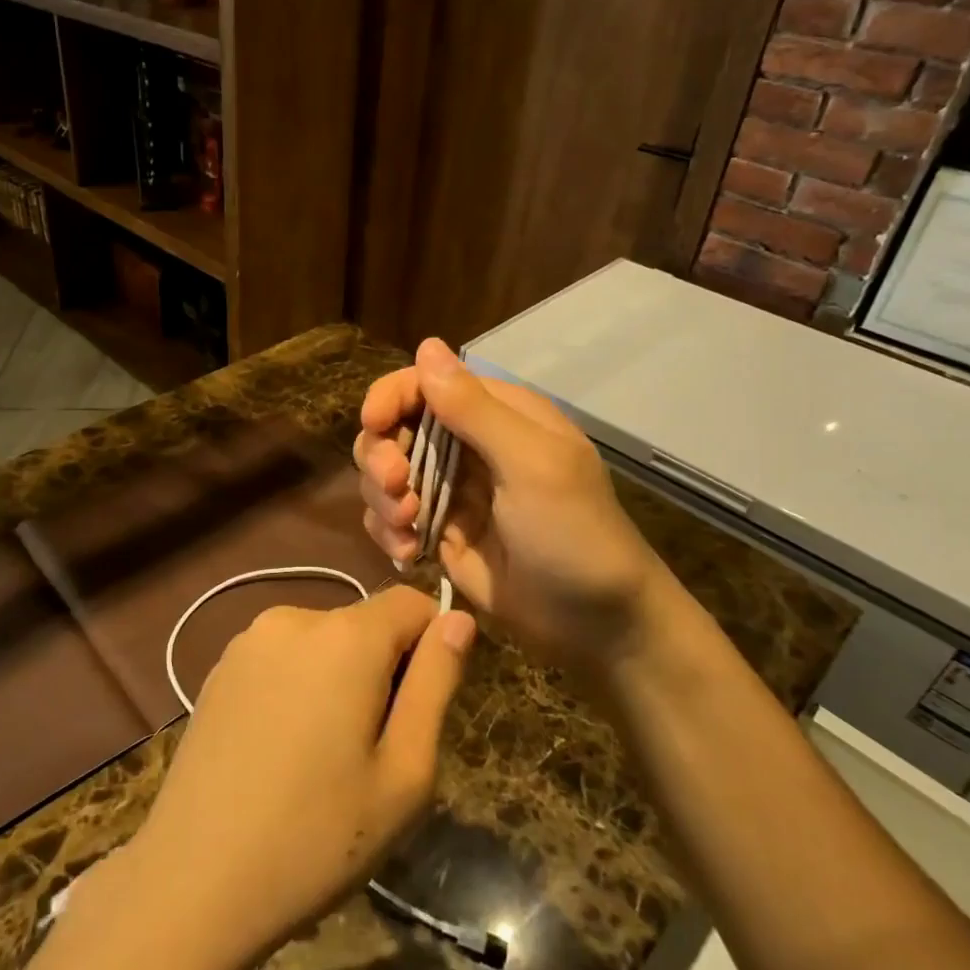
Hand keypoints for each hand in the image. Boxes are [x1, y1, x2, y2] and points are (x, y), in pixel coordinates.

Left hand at [126, 586, 473, 965]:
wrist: (193, 881)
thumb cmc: (317, 836)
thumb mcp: (404, 773)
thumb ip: (436, 683)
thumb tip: (457, 618)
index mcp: (345, 636)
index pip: (411, 602)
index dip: (431, 645)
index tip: (420, 709)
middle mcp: (294, 618)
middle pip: (365, 624)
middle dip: (383, 670)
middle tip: (370, 753)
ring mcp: (248, 640)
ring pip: (324, 642)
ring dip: (339, 679)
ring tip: (322, 758)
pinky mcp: (219, 668)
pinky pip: (283, 659)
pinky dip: (299, 687)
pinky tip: (280, 752)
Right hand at [355, 338, 676, 673]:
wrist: (597, 624)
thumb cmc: (574, 533)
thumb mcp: (532, 465)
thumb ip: (475, 409)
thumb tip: (426, 345)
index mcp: (495, 415)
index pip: (425, 385)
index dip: (390, 397)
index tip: (373, 425)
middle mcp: (466, 445)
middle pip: (393, 428)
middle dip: (382, 456)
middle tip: (396, 488)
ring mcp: (449, 491)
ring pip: (384, 474)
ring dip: (381, 498)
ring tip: (408, 530)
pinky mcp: (437, 532)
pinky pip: (389, 517)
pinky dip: (387, 531)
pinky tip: (407, 553)